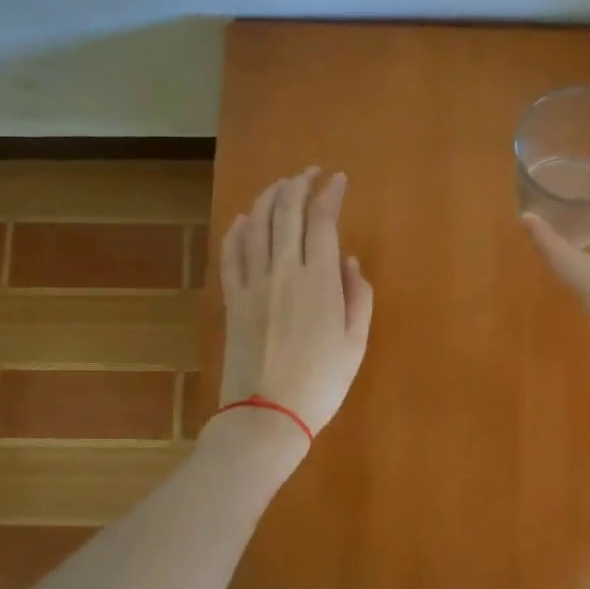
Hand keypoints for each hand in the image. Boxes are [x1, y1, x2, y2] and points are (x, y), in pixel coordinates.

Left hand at [217, 168, 374, 443]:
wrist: (266, 415)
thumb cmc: (321, 382)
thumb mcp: (356, 342)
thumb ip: (358, 296)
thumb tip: (350, 262)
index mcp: (320, 280)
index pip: (322, 220)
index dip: (330, 193)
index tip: (338, 179)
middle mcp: (284, 270)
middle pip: (286, 212)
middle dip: (298, 184)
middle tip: (309, 173)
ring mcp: (253, 282)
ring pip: (256, 225)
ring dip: (268, 198)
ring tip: (280, 185)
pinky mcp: (232, 298)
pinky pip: (231, 253)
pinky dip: (237, 230)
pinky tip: (243, 219)